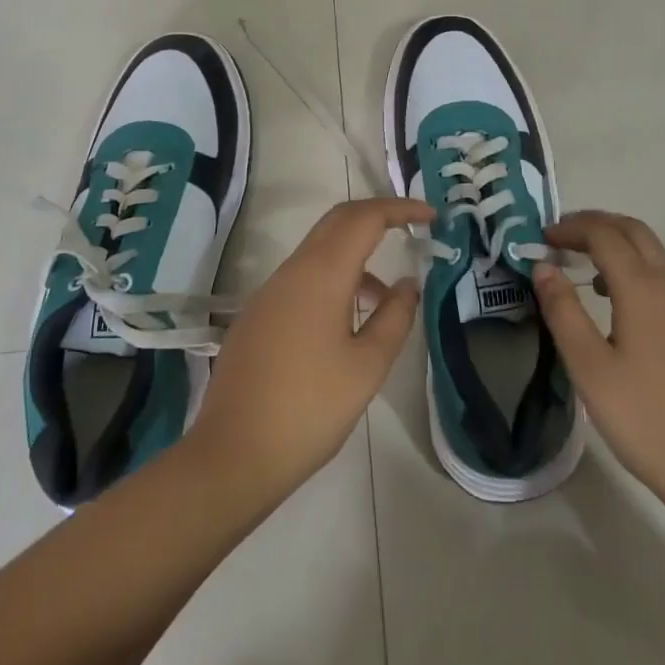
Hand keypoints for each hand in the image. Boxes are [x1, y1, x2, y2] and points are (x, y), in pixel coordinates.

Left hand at [184, 197, 429, 509]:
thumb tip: (409, 283)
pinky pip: (303, 276)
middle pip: (338, 221)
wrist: (232, 455)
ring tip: (388, 296)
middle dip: (378, 216)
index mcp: (321, 274)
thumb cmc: (309, 409)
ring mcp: (270, 292)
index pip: (365, 218)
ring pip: (319, 250)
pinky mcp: (259, 315)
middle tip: (413, 229)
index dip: (400, 209)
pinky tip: (348, 322)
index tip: (432, 216)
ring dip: (357, 254)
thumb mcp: (367, 367)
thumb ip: (394, 318)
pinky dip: (334, 278)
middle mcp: (292, 270)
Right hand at [532, 211, 664, 521]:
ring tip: (596, 273)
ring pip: (660, 251)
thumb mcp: (589, 368)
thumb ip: (563, 311)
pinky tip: (636, 309)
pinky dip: (648, 269)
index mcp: (643, 287)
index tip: (543, 238)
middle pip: (635, 231)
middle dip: (597, 225)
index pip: (603, 234)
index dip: (571, 228)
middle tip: (565, 238)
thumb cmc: (647, 421)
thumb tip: (543, 266)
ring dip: (625, 245)